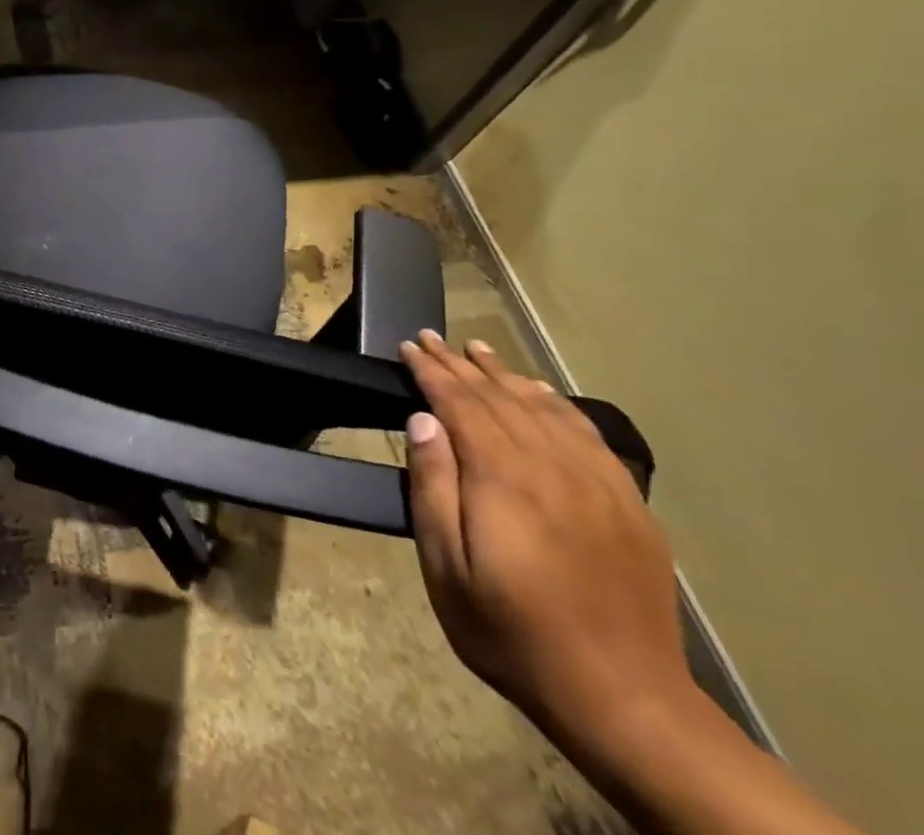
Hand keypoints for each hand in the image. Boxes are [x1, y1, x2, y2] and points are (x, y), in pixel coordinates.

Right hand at [399, 330, 690, 744]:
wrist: (624, 700)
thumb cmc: (510, 631)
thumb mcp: (446, 567)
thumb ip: (433, 487)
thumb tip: (424, 421)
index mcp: (504, 479)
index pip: (460, 404)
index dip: (431, 371)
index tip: (409, 347)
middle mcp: (553, 467)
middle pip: (500, 398)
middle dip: (461, 364)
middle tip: (431, 338)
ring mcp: (598, 485)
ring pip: (544, 409)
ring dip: (506, 375)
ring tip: (479, 351)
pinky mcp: (629, 505)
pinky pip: (589, 436)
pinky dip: (558, 405)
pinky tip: (542, 394)